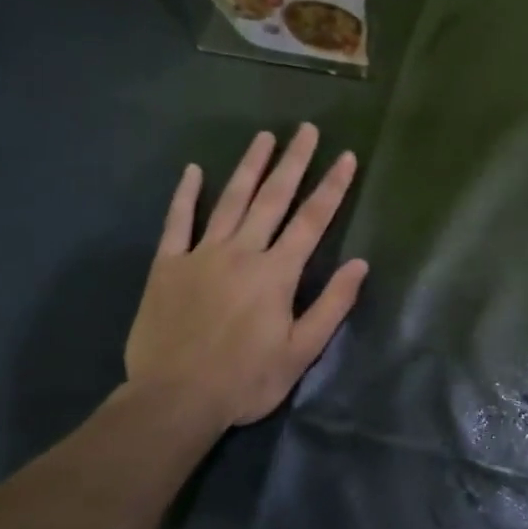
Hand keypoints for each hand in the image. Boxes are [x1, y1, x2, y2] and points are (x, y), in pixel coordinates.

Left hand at [125, 124, 368, 430]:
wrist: (175, 399)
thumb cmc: (246, 380)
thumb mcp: (301, 351)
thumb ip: (332, 305)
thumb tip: (360, 264)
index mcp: (276, 273)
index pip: (312, 221)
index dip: (332, 188)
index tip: (347, 157)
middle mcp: (241, 252)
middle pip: (272, 199)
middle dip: (293, 162)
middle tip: (306, 129)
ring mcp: (200, 255)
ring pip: (229, 201)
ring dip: (249, 167)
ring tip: (264, 137)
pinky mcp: (167, 266)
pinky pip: (177, 222)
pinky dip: (186, 195)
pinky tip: (193, 171)